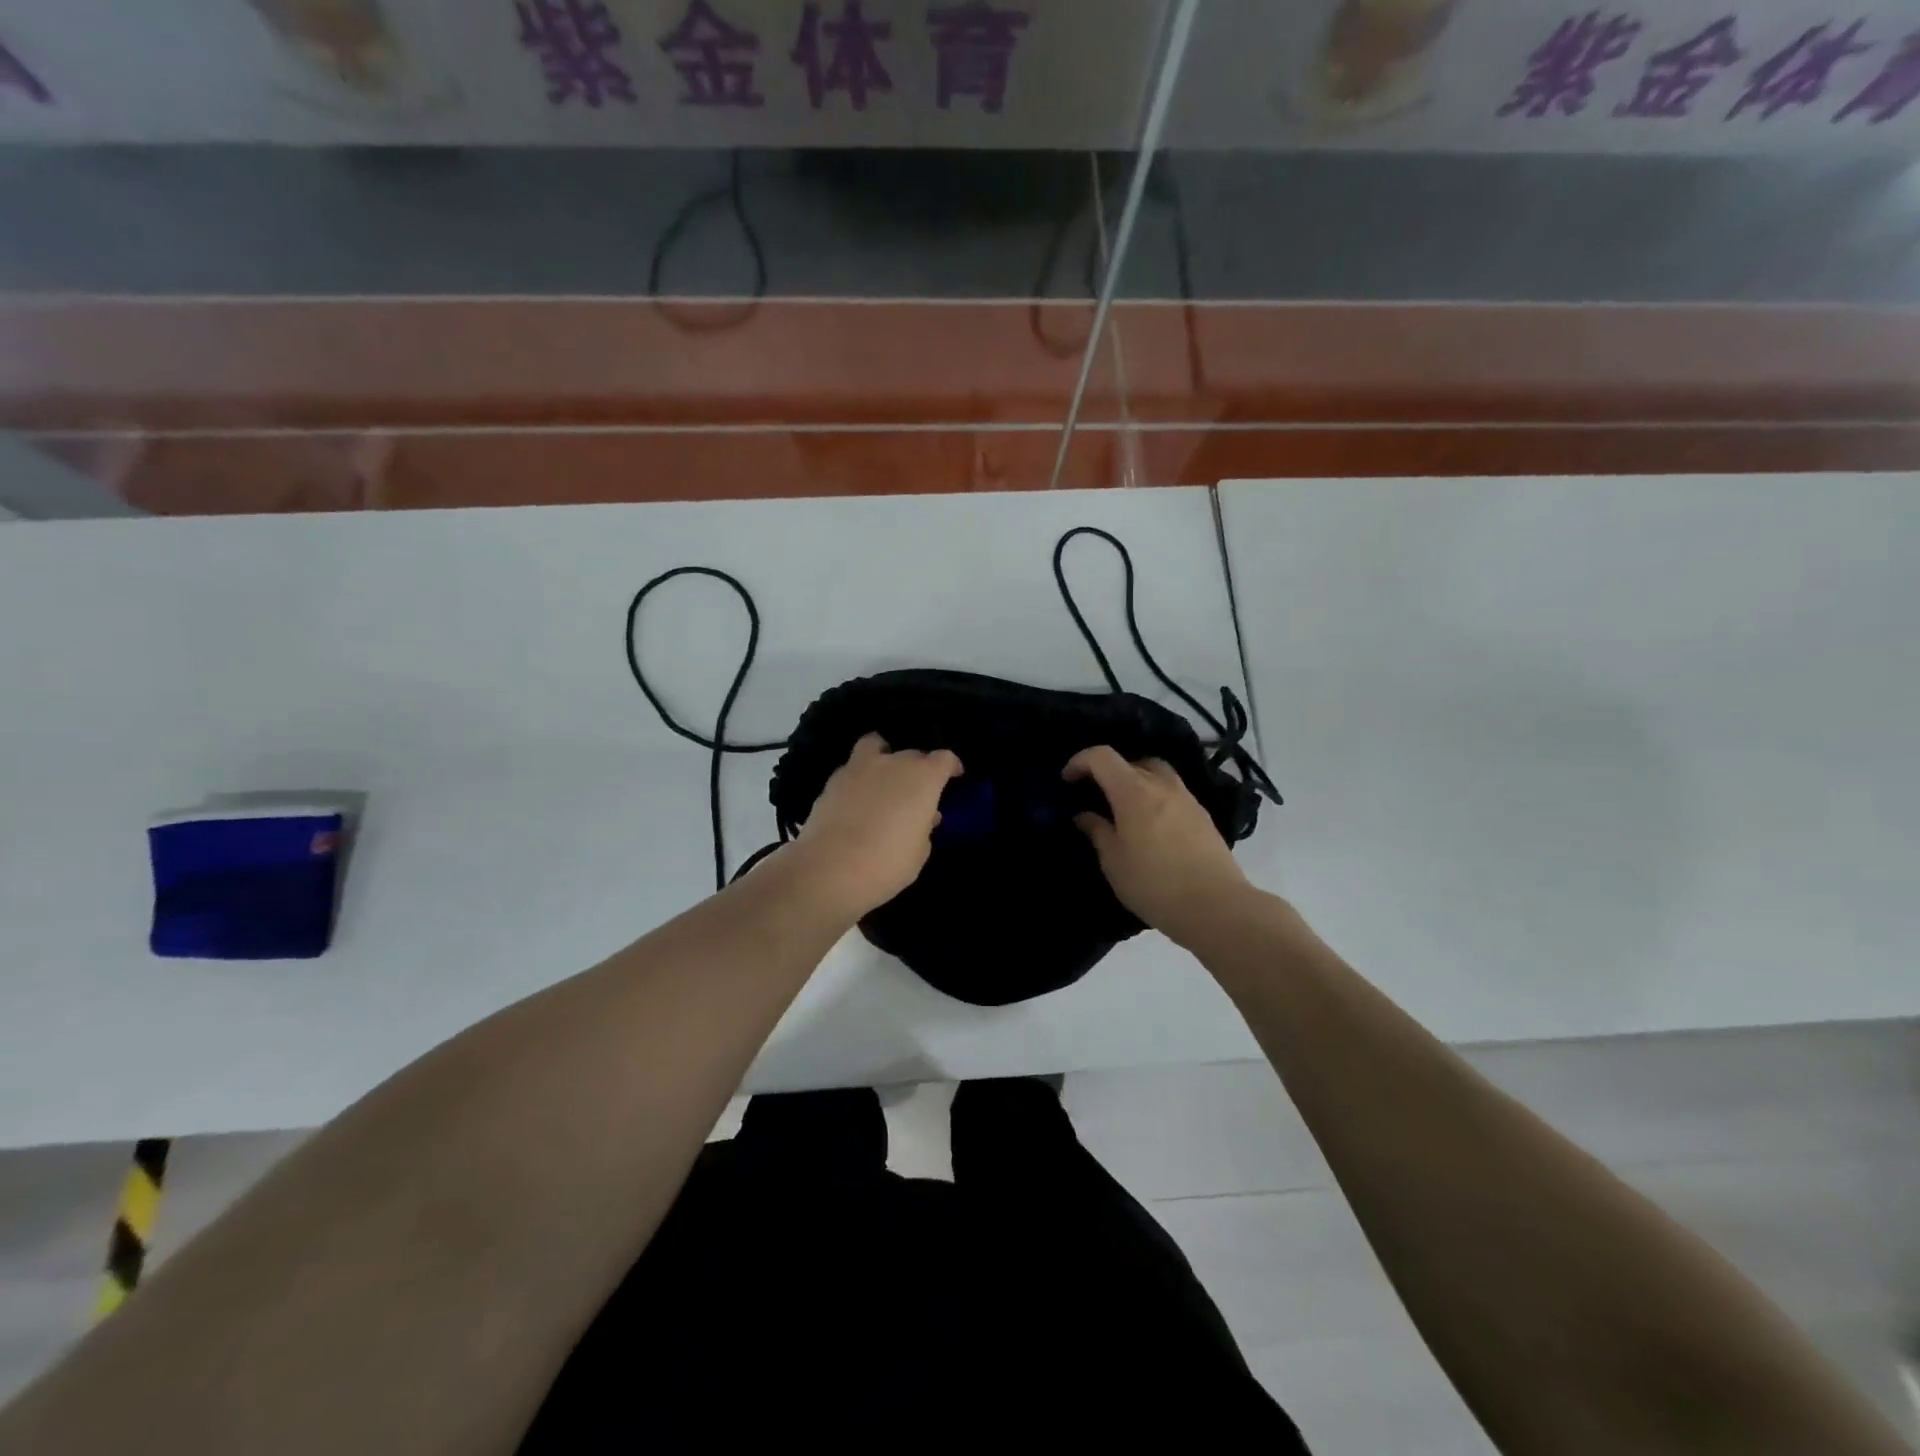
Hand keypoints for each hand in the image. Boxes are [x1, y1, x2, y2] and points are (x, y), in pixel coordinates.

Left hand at [790, 733, 961, 918]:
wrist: (828, 870)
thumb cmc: (886, 864)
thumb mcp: (919, 852)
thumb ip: (924, 827)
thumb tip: (923, 815)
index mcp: (922, 777)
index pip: (944, 759)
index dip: (951, 767)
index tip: (954, 777)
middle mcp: (892, 763)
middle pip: (912, 754)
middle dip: (918, 769)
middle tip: (916, 793)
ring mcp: (859, 768)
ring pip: (876, 747)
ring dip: (883, 759)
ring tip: (883, 781)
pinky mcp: (832, 781)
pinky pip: (853, 769)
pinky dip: (860, 779)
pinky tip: (858, 800)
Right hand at [1064, 745, 1250, 947]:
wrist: (1216, 906)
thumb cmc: (1154, 884)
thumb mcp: (1114, 862)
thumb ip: (1097, 831)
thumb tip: (1085, 815)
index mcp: (1133, 791)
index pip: (1102, 757)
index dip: (1080, 762)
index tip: (1067, 781)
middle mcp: (1161, 785)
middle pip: (1131, 760)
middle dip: (1109, 771)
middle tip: (1097, 796)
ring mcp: (1186, 798)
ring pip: (1156, 773)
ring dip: (1136, 781)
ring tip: (1125, 809)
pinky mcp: (1203, 815)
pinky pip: (1172, 792)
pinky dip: (1156, 797)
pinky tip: (1151, 825)